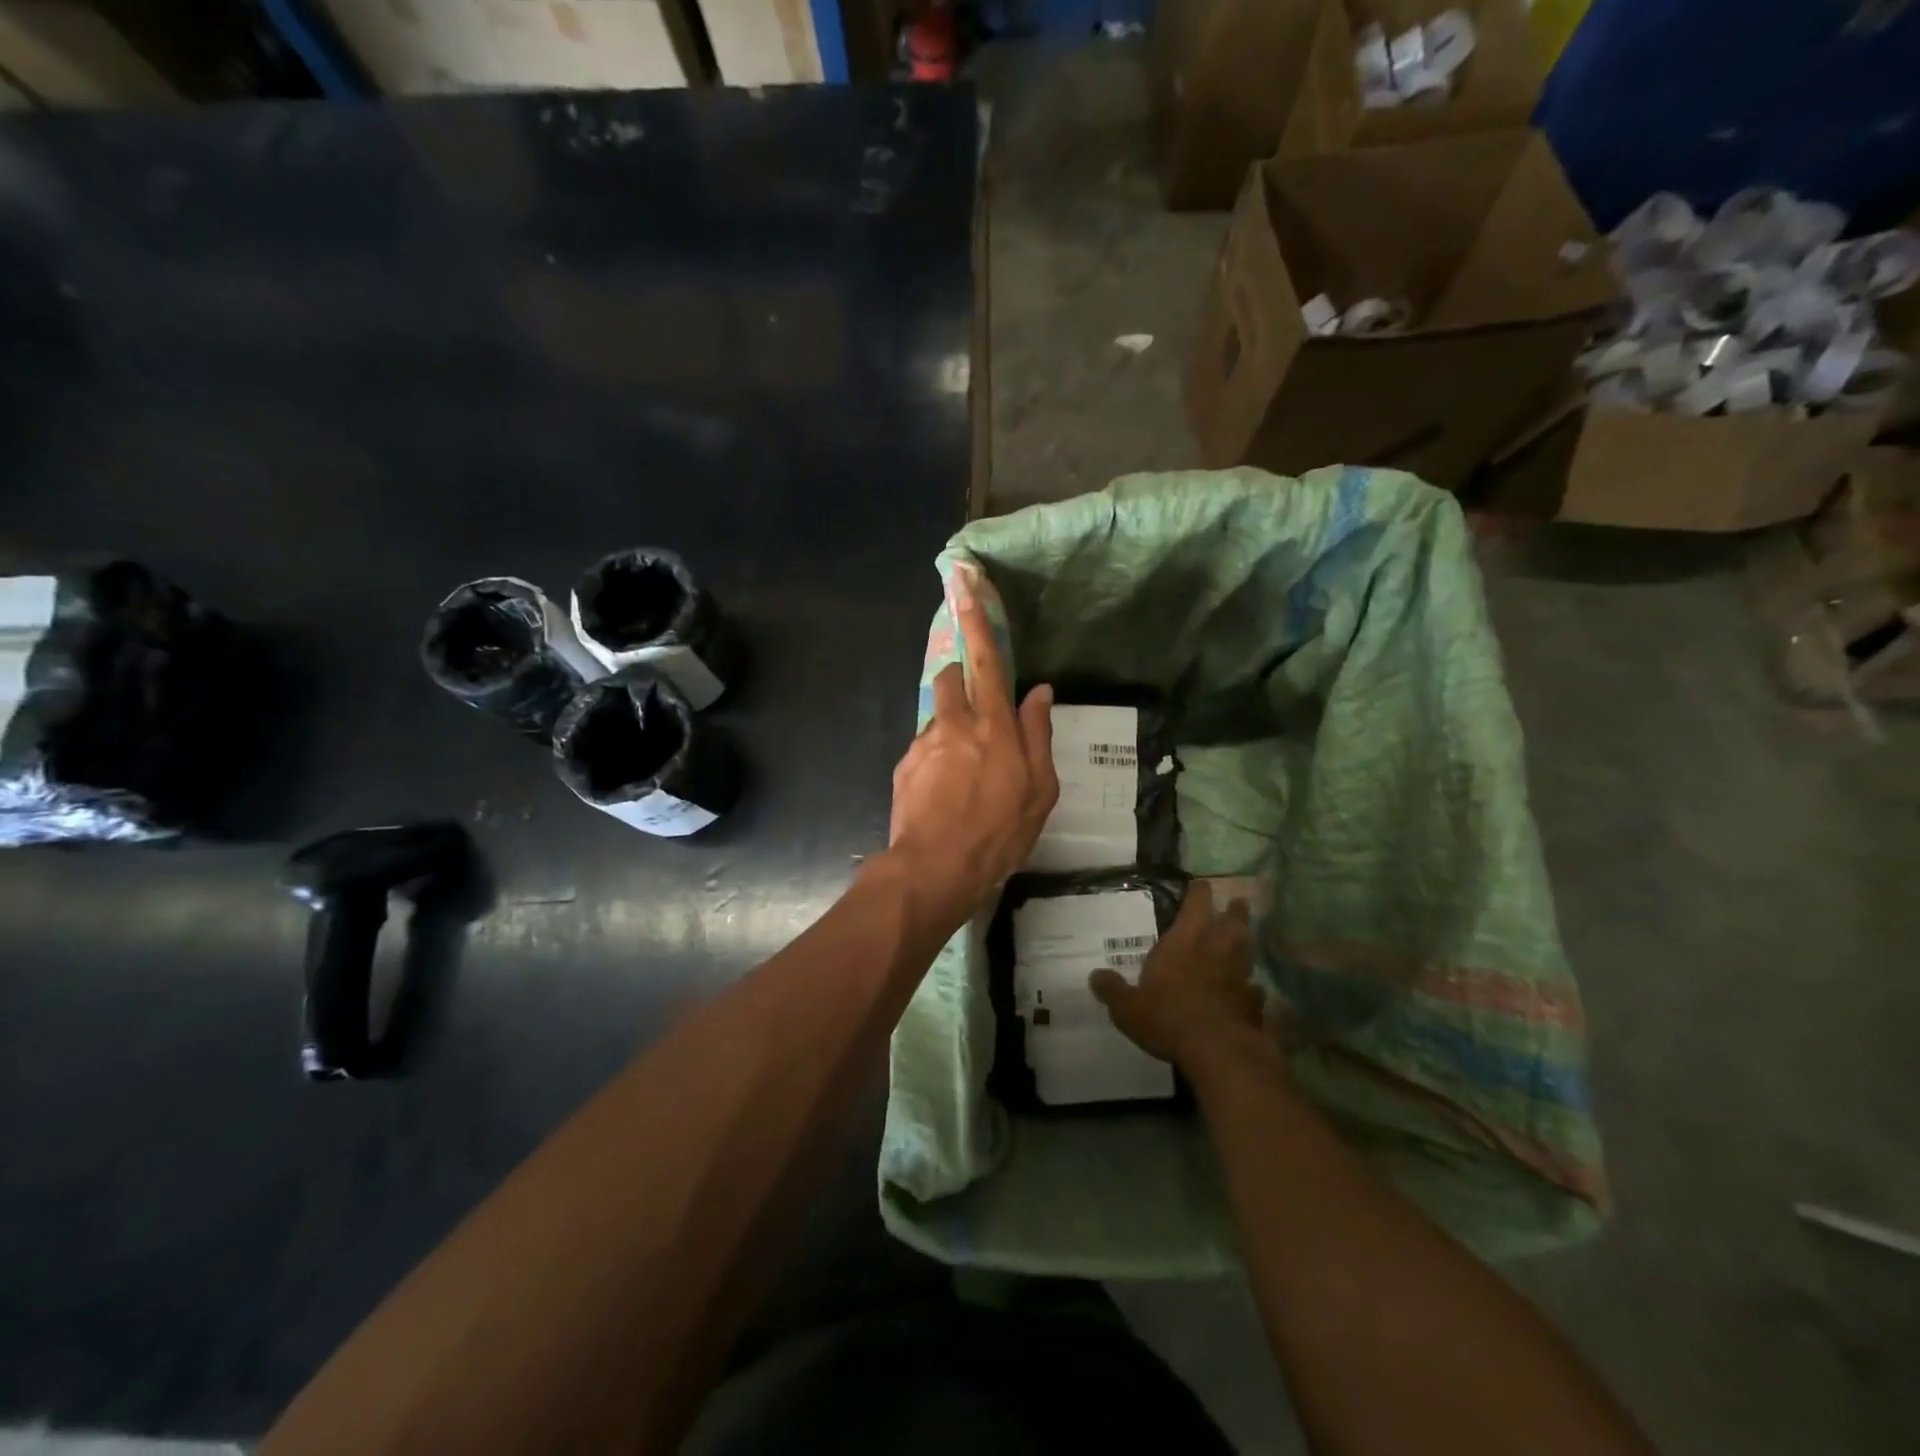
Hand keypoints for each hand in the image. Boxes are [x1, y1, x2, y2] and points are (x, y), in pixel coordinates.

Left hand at [888, 561, 1058, 921]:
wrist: (934, 868)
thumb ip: (1038, 735)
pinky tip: (944, 795)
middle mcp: (954, 724)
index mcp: (993, 726)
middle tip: (976, 719)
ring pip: (936, 715)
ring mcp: (924, 744)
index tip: (963, 582)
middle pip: (950, 678)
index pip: (986, 660)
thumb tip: (1040, 692)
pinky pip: (924, 748)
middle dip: (960, 680)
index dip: (976, 620)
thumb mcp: (1039, 790)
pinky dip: (936, 759)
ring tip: (962, 773)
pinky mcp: (904, 765)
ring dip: (950, 728)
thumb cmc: (998, 833)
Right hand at [1090, 881, 1264, 1069]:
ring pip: (1247, 949)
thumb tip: (1095, 976)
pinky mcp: (1253, 1003)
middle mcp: (1216, 950)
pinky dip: (1252, 987)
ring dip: (1246, 942)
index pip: (1196, 904)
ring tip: (1244, 938)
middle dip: (1234, 910)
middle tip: (1238, 902)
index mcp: (1184, 941)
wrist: (1217, 1050)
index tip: (1201, 884)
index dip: (1199, 892)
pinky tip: (1251, 990)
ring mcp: (1239, 976)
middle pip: (1232, 921)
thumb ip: (1113, 990)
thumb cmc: (1167, 1017)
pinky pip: (1255, 989)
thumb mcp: (1128, 1007)